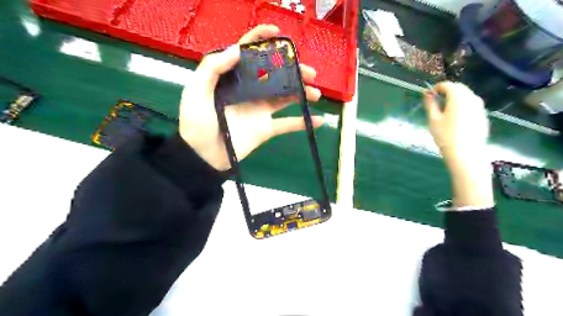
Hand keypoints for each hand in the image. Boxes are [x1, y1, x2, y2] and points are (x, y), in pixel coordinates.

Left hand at [178, 25, 322, 170]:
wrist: (203, 156)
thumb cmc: (197, 122)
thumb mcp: (196, 91)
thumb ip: (212, 68)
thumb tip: (237, 49)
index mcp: (233, 78)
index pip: (248, 53)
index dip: (261, 40)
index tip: (277, 33)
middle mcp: (250, 90)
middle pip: (275, 75)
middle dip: (293, 70)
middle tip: (309, 72)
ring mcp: (260, 109)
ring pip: (286, 97)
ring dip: (302, 93)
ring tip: (315, 93)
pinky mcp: (266, 128)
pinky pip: (287, 124)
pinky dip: (303, 122)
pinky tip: (318, 120)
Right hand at [428, 83, 492, 208]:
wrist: (466, 155)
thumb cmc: (445, 137)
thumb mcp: (433, 120)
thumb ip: (430, 104)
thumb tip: (427, 93)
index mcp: (458, 98)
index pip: (448, 85)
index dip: (437, 87)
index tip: (429, 94)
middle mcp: (472, 99)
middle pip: (459, 88)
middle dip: (447, 90)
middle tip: (436, 100)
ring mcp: (480, 107)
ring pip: (467, 95)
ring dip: (456, 97)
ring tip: (445, 108)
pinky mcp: (483, 116)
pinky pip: (472, 105)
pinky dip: (463, 105)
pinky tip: (456, 117)